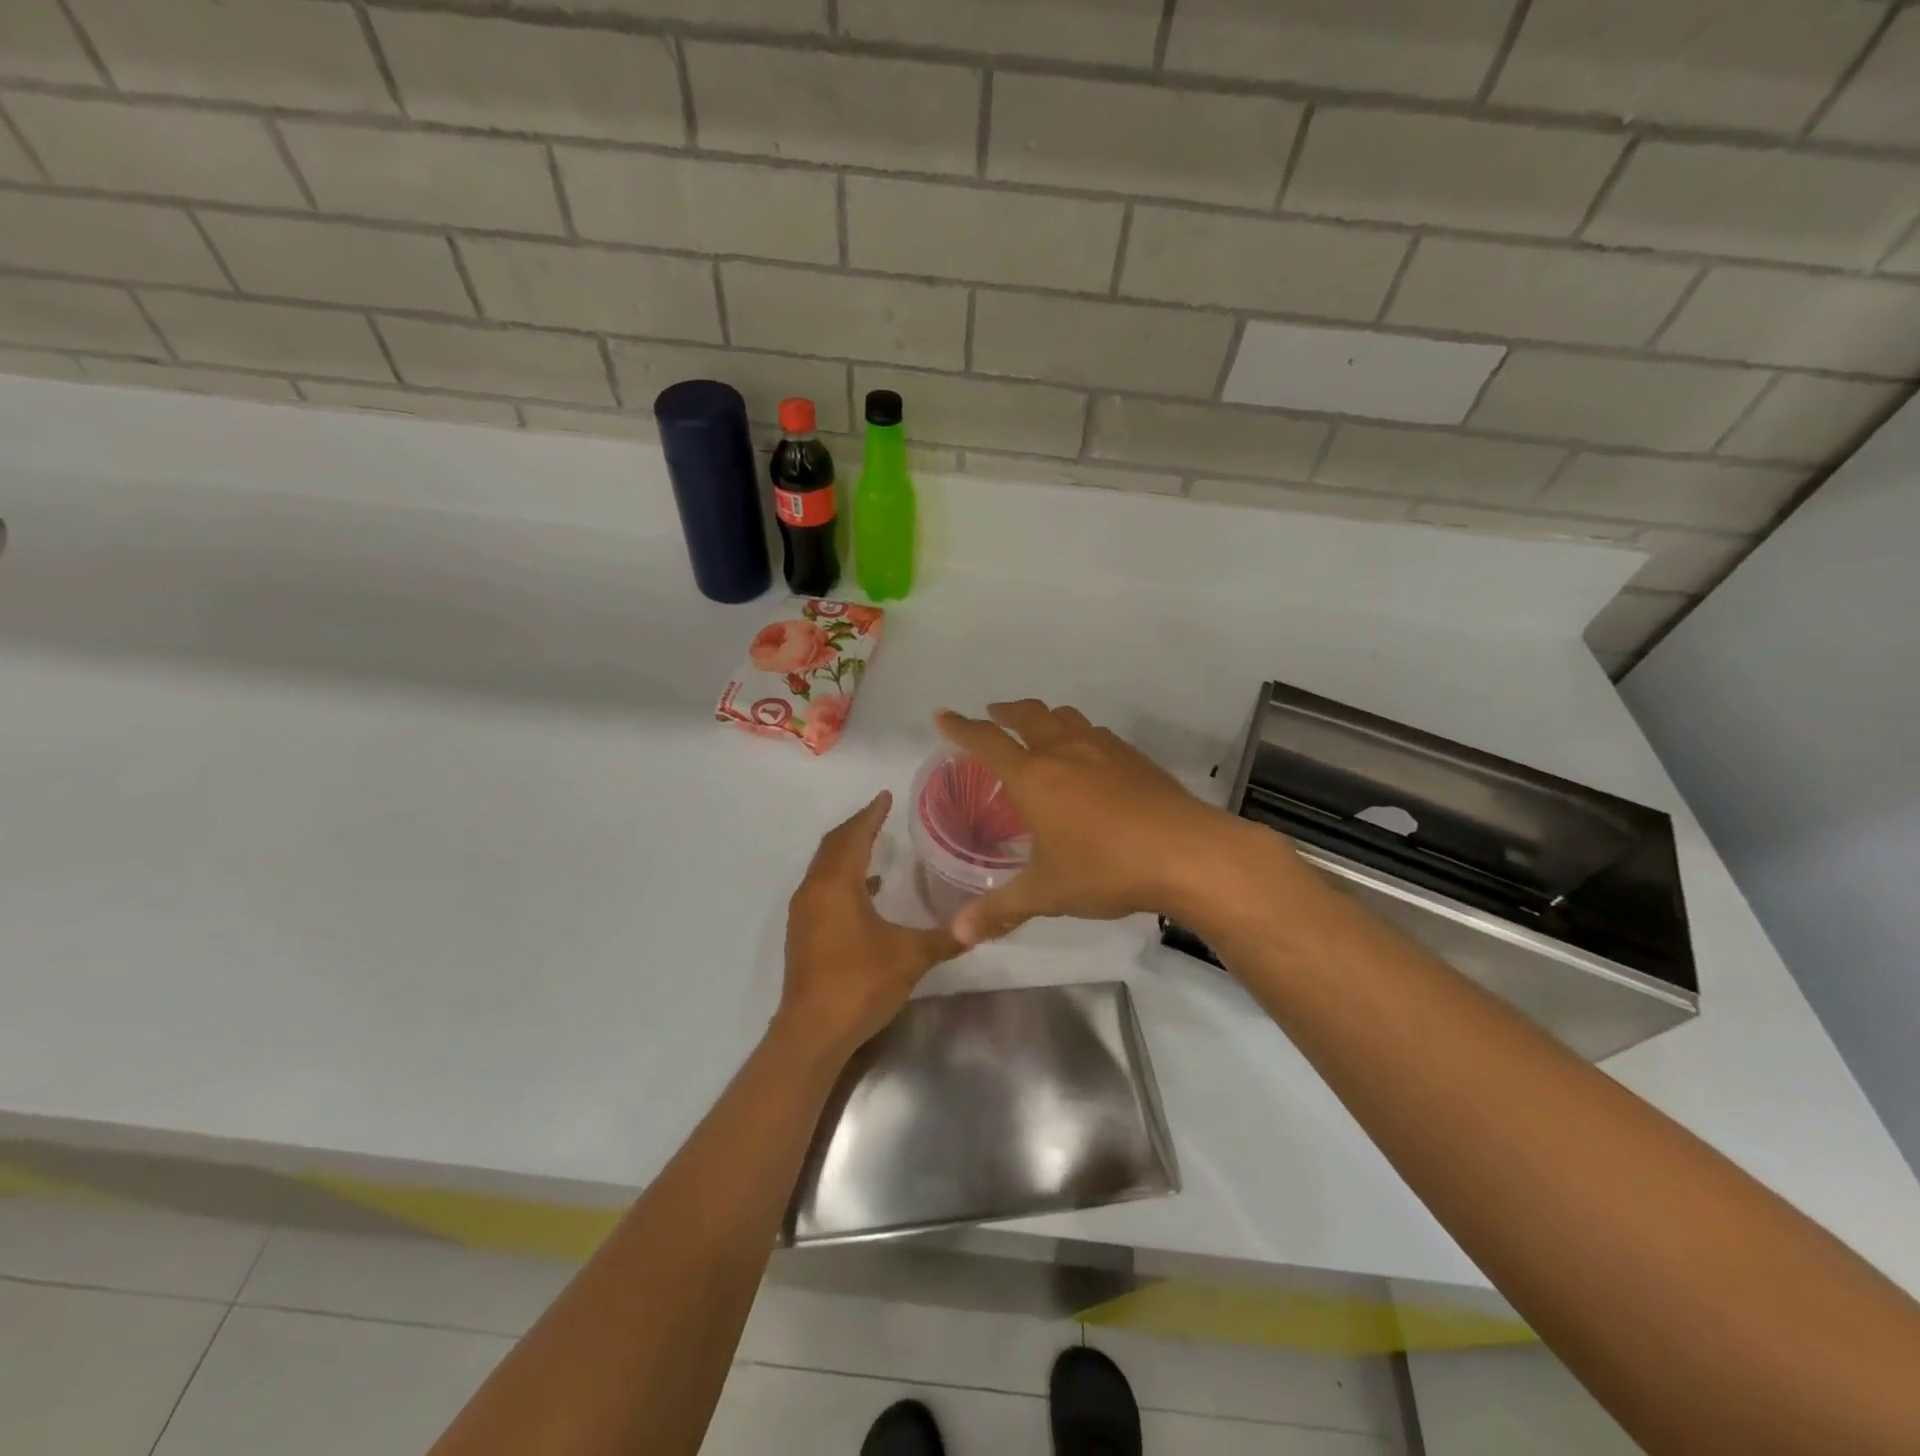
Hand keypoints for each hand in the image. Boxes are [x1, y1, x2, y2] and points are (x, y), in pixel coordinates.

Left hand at [778, 791, 962, 1057]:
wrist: (812, 1032)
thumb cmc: (860, 982)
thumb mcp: (910, 957)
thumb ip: (943, 938)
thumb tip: (975, 928)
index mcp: (836, 885)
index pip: (853, 836)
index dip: (871, 814)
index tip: (885, 796)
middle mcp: (814, 891)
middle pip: (833, 846)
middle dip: (856, 827)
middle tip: (880, 814)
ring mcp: (804, 913)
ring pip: (825, 868)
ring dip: (847, 852)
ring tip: (875, 844)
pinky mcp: (804, 934)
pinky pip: (823, 889)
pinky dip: (843, 879)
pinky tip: (868, 891)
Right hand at [935, 700, 1277, 945]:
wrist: (1188, 853)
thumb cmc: (1105, 868)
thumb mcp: (1047, 893)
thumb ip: (1000, 910)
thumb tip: (955, 936)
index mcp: (1034, 776)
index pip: (987, 742)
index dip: (960, 728)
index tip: (943, 715)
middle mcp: (1065, 751)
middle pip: (1028, 715)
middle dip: (1005, 711)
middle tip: (992, 714)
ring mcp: (1104, 749)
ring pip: (1065, 718)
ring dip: (1044, 717)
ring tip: (1038, 730)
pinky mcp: (1135, 758)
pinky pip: (1095, 733)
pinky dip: (1078, 734)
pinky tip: (1088, 758)